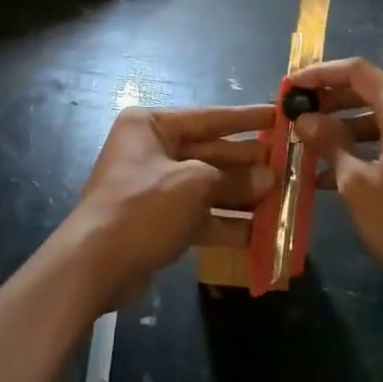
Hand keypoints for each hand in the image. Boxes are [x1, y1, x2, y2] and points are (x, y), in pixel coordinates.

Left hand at [64, 105, 274, 308]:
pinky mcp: (158, 221)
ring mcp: (155, 187)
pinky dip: (226, 222)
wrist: (94, 266)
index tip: (279, 115)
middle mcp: (152, 150)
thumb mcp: (194, 184)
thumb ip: (233, 179)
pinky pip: (199, 214)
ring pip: (207, 186)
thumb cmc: (143, 207)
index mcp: (151, 126)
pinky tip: (259, 232)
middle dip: (248, 164)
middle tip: (288, 165)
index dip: (246, 119)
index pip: (209, 117)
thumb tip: (269, 178)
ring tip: (281, 199)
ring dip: (242, 195)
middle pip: (210, 152)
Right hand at [290, 58, 382, 308]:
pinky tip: (333, 175)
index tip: (291, 87)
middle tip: (296, 116)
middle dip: (330, 102)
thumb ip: (330, 144)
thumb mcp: (358, 184)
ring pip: (380, 121)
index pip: (358, 72)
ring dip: (344, 129)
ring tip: (308, 146)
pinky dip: (365, 150)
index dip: (320, 74)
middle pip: (370, 93)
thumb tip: (305, 120)